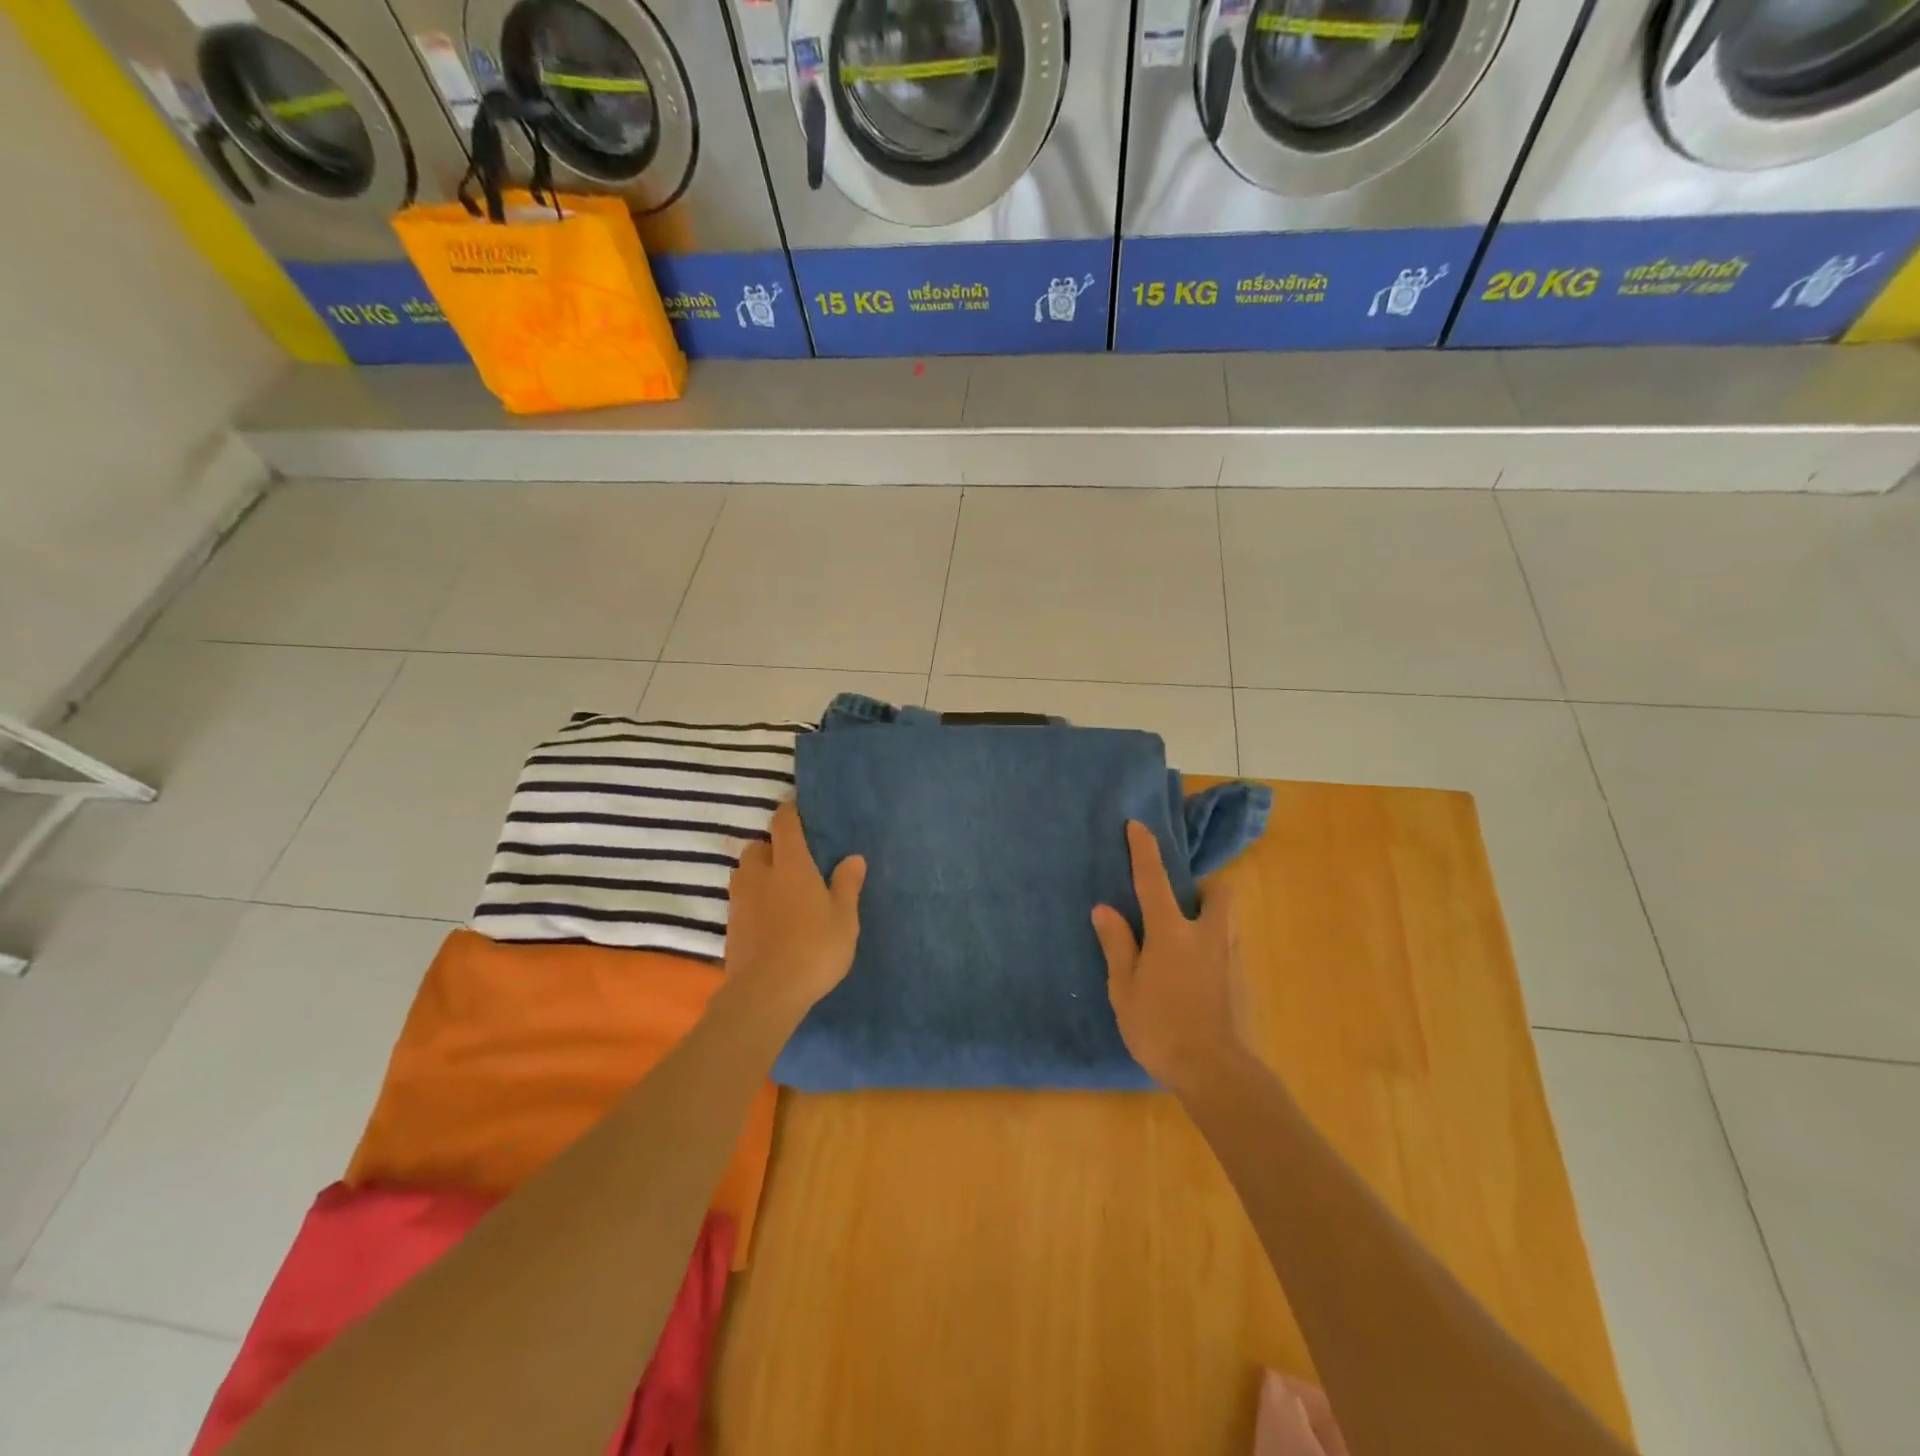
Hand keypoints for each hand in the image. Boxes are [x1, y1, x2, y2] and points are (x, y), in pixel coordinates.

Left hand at [725, 800, 864, 1024]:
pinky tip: (769, 917)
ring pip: (744, 873)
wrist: (766, 994)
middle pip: (758, 847)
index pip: (785, 825)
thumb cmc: (814, 949)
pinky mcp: (730, 926)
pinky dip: (752, 899)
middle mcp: (760, 875)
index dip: (789, 812)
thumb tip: (853, 857)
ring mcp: (740, 901)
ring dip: (758, 872)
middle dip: (771, 846)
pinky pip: (740, 899)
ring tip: (778, 887)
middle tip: (792, 859)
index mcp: (790, 865)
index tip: (796, 807)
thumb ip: (847, 885)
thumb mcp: (844, 919)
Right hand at [1093, 820, 1246, 1090]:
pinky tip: (1197, 977)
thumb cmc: (1161, 1028)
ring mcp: (1232, 957)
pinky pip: (1230, 948)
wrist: (1218, 1073)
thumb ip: (1118, 945)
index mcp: (1172, 932)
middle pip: (1218, 892)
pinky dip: (1214, 948)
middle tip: (1179, 905)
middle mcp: (1207, 934)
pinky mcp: (1245, 981)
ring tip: (1185, 945)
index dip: (1144, 850)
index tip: (1138, 825)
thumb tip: (1105, 909)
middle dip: (1202, 888)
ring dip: (1209, 918)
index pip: (1154, 879)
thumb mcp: (1125, 989)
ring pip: (1226, 921)